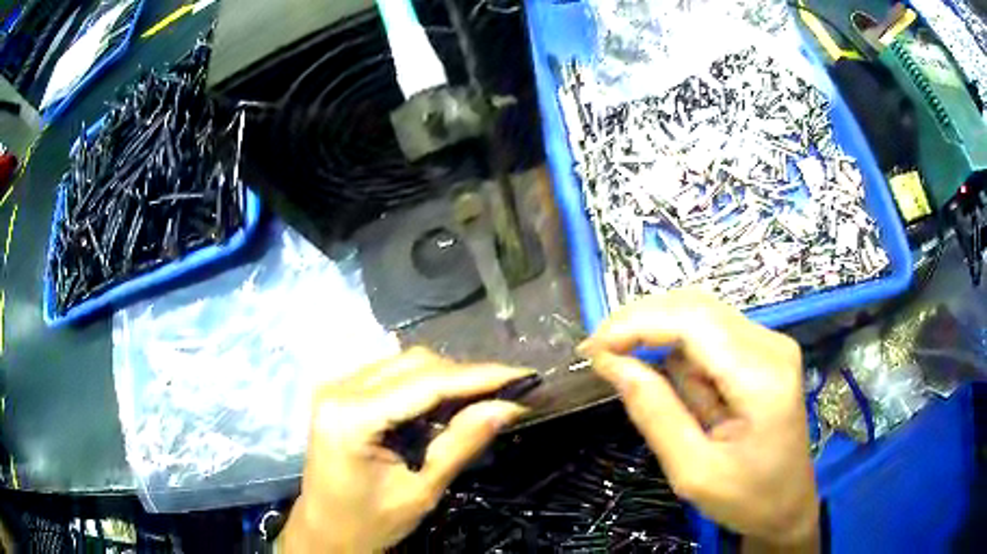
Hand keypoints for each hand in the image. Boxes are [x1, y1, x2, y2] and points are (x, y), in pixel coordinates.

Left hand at [281, 347, 532, 552]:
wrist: (325, 531)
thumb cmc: (369, 522)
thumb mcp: (420, 492)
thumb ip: (461, 444)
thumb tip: (507, 406)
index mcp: (351, 416)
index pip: (426, 383)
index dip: (480, 376)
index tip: (523, 375)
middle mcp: (339, 389)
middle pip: (414, 364)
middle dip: (465, 376)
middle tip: (507, 393)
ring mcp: (336, 387)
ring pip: (404, 363)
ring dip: (446, 377)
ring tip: (483, 397)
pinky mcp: (341, 392)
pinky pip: (391, 374)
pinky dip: (424, 384)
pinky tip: (446, 401)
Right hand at [579, 290, 818, 549]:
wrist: (788, 505)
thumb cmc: (746, 498)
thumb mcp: (693, 471)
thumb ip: (654, 414)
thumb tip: (611, 364)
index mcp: (761, 377)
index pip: (692, 321)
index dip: (636, 324)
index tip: (591, 349)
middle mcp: (771, 345)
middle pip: (695, 306)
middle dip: (642, 324)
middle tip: (601, 355)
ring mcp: (770, 344)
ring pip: (700, 317)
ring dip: (664, 345)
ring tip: (657, 395)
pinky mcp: (763, 351)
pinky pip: (711, 335)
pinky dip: (682, 355)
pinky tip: (687, 395)